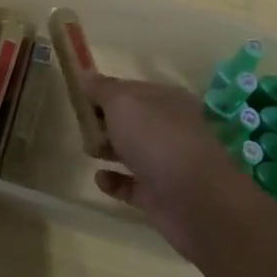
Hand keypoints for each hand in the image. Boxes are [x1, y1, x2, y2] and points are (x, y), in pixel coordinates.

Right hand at [82, 72, 270, 262]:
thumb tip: (85, 75)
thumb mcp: (124, 103)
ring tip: (87, 149)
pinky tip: (99, 179)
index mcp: (167, 100)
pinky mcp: (159, 196)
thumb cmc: (158, 139)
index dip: (106, 92)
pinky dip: (116, 181)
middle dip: (106, 121)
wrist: (196, 201)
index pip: (132, 90)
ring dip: (109, 148)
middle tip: (81, 125)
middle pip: (133, 121)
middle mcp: (169, 129)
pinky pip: (132, 185)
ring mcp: (166, 164)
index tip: (80, 97)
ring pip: (132, 151)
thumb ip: (103, 89)